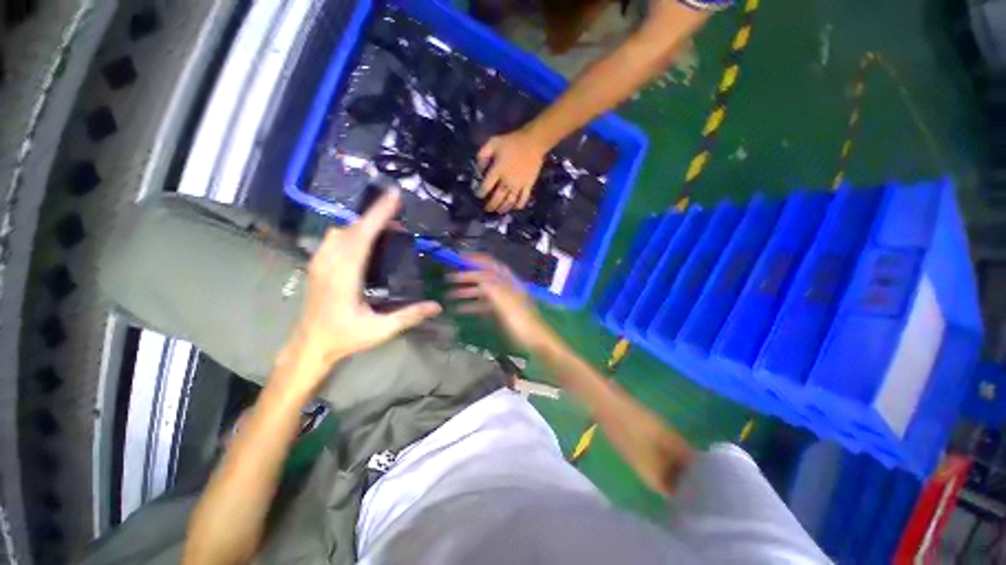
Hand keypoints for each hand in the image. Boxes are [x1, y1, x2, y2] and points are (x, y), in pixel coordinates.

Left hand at [286, 191, 441, 378]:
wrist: (310, 345)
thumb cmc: (345, 337)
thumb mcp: (380, 331)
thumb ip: (409, 316)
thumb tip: (437, 306)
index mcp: (344, 277)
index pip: (362, 238)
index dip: (378, 215)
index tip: (394, 197)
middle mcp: (329, 264)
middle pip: (351, 230)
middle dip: (375, 218)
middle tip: (399, 219)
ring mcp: (319, 264)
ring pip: (340, 232)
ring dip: (362, 225)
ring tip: (384, 230)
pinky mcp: (317, 266)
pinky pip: (334, 239)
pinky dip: (351, 232)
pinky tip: (364, 242)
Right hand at [448, 253, 555, 351]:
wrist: (534, 341)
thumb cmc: (522, 320)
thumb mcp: (508, 303)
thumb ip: (494, 289)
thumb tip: (480, 278)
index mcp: (509, 282)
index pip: (492, 265)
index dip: (477, 260)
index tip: (460, 258)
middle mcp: (504, 288)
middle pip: (484, 278)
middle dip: (467, 277)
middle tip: (449, 278)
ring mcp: (501, 301)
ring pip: (481, 293)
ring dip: (466, 292)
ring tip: (449, 295)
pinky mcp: (499, 314)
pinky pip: (482, 306)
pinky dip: (471, 306)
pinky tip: (458, 309)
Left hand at [477, 129, 547, 212]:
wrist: (533, 142)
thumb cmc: (512, 142)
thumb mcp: (493, 142)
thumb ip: (482, 155)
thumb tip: (478, 169)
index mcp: (498, 171)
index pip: (486, 186)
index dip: (480, 193)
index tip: (478, 195)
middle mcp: (507, 181)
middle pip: (497, 198)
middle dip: (490, 205)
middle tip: (486, 209)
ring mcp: (519, 185)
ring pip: (509, 202)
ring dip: (502, 208)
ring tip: (498, 211)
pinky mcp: (528, 186)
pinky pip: (523, 199)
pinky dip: (518, 205)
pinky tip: (514, 208)